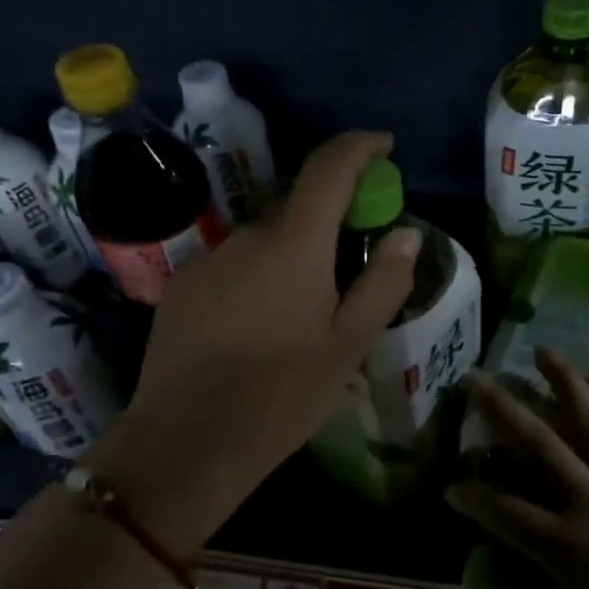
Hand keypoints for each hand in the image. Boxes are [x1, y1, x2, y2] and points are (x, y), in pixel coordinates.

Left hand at [95, 131, 419, 552]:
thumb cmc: (282, 395)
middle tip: (352, 265)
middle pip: (298, 209)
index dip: (359, 147)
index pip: (329, 168)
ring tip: (304, 313)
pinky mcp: (182, 287)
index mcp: (295, 244)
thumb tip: (406, 234)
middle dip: (330, 220)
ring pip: (265, 242)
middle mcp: (247, 236)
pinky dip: (257, 277)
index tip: (383, 146)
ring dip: (291, 256)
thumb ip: (383, 283)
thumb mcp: (348, 346)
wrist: (186, 442)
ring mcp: (208, 260)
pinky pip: (233, 266)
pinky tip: (259, 328)